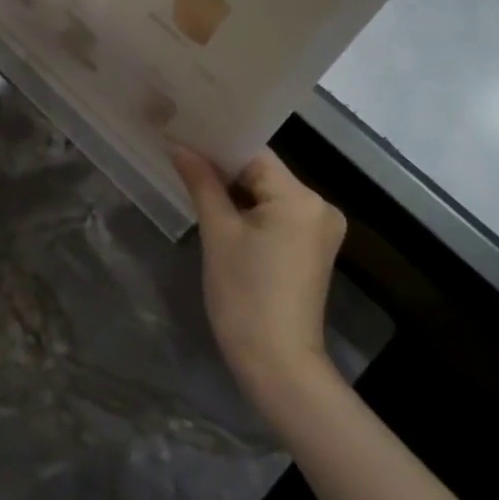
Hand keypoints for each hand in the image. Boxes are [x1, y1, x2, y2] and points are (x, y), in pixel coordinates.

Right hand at [172, 147, 346, 400]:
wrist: (277, 364)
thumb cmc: (244, 296)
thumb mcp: (218, 234)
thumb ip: (201, 182)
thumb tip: (179, 145)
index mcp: (300, 198)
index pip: (254, 153)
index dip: (217, 143)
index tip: (183, 135)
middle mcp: (319, 205)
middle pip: (263, 171)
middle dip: (224, 167)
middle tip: (182, 155)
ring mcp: (320, 228)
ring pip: (268, 192)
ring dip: (235, 189)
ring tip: (194, 178)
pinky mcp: (312, 247)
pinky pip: (277, 213)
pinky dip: (250, 209)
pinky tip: (221, 209)